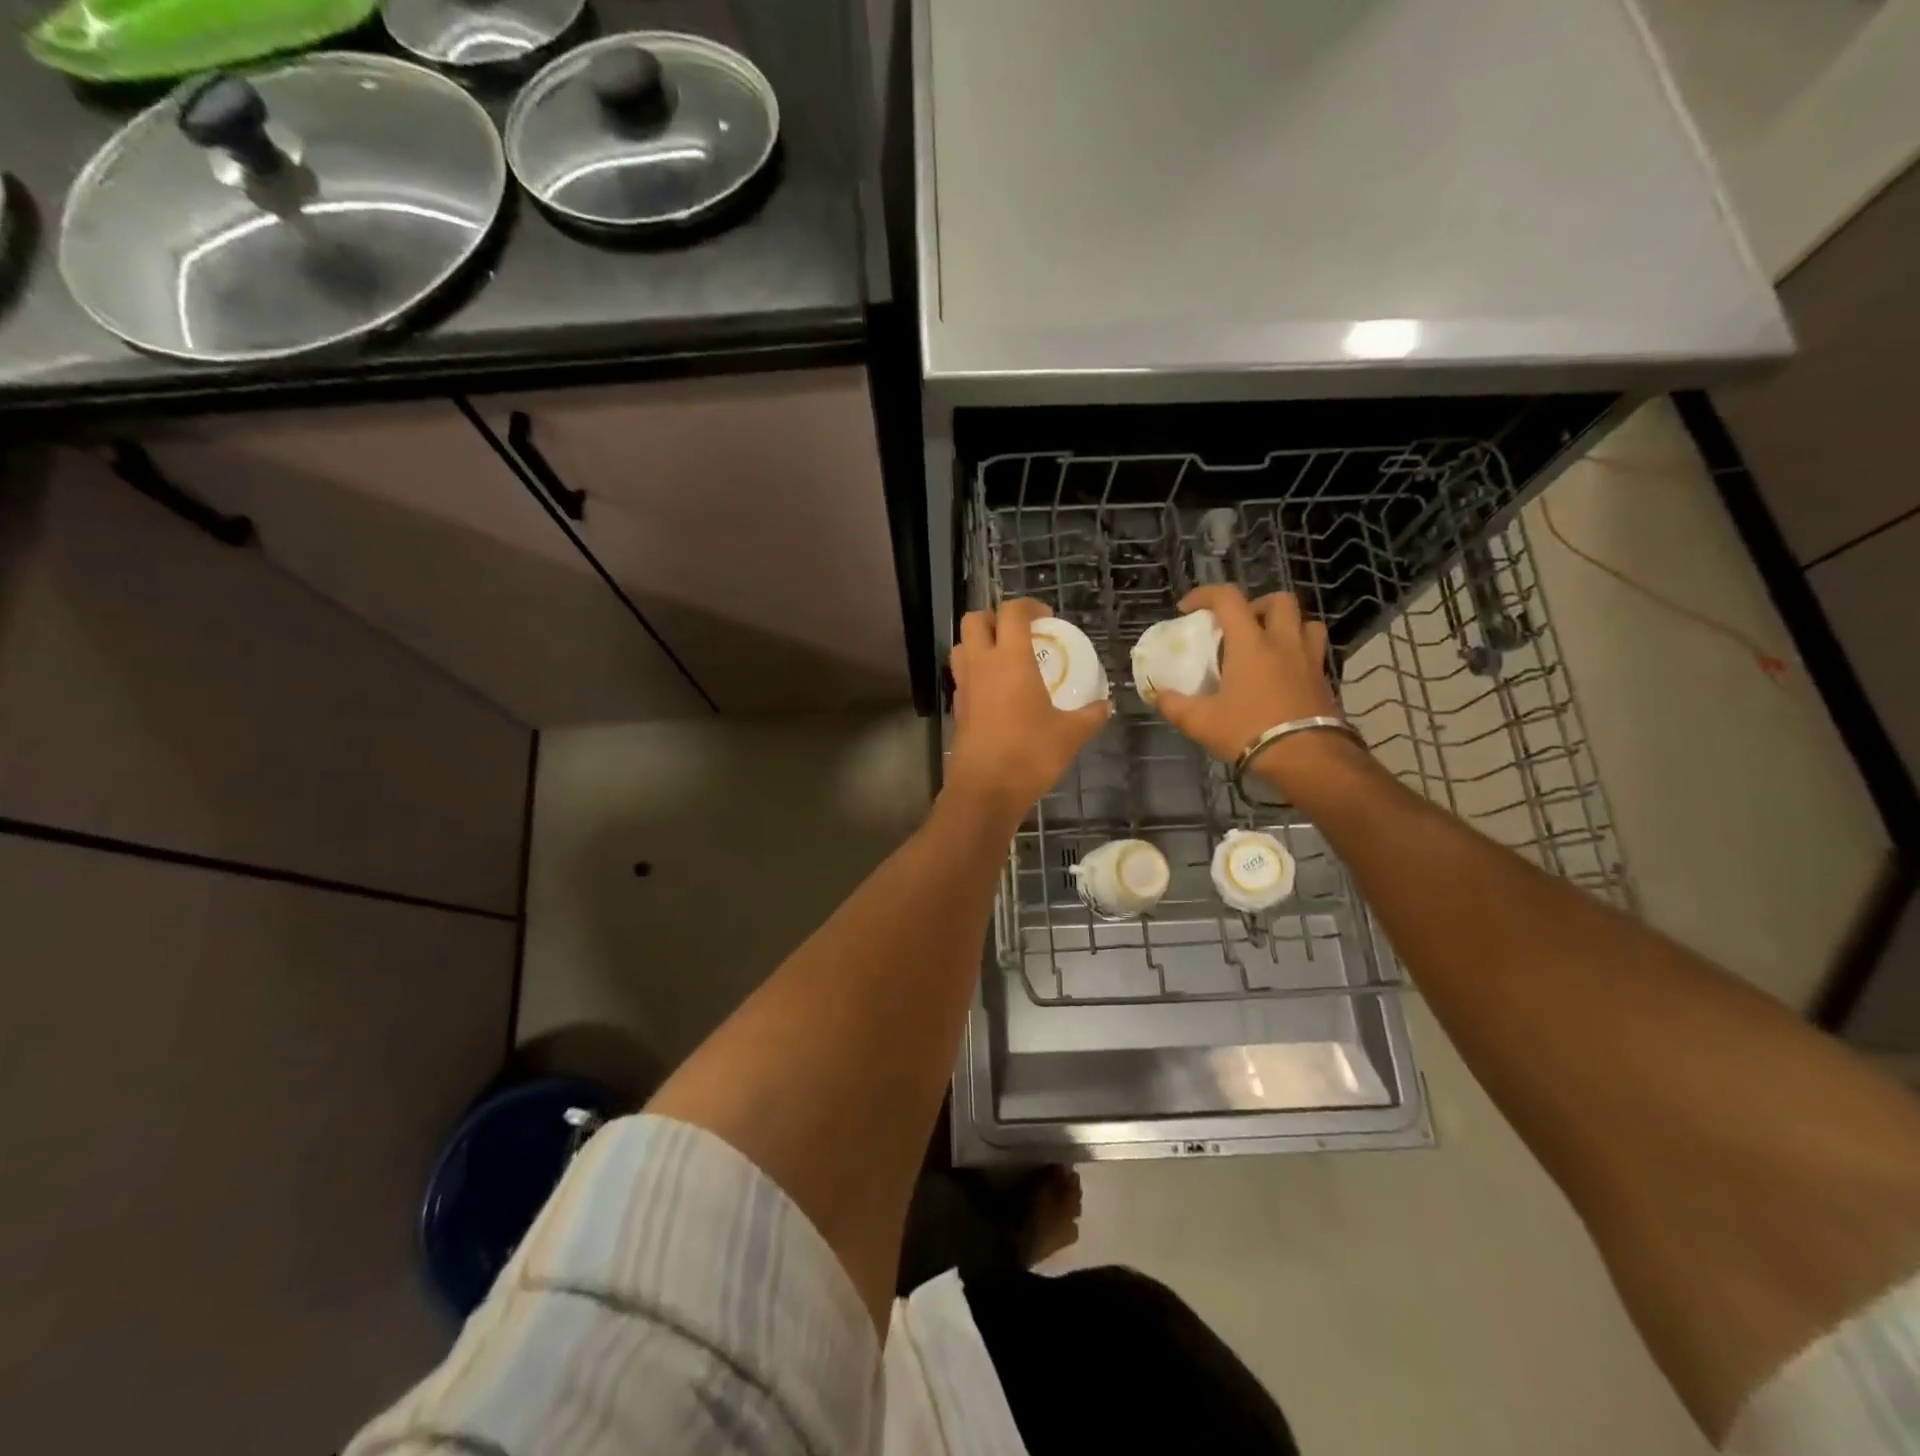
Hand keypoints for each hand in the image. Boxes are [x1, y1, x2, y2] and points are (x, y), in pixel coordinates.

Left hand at [947, 599, 1109, 820]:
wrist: (985, 790)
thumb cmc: (1029, 754)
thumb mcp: (1070, 735)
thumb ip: (1091, 716)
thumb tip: (1105, 707)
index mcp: (1010, 659)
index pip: (1012, 612)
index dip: (1028, 606)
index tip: (1045, 617)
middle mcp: (981, 665)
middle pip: (974, 620)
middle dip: (995, 618)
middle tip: (1019, 634)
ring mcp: (964, 686)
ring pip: (962, 647)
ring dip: (980, 644)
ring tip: (1006, 660)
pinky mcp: (957, 708)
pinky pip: (962, 677)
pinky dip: (977, 674)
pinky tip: (998, 694)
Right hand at [1154, 587, 1361, 792]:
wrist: (1308, 759)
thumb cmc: (1249, 731)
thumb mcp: (1201, 722)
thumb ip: (1174, 705)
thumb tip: (1158, 694)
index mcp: (1251, 644)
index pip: (1228, 599)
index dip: (1205, 595)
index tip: (1188, 609)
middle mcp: (1283, 643)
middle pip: (1278, 601)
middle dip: (1256, 606)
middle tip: (1238, 627)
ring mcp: (1309, 661)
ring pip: (1306, 623)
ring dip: (1286, 627)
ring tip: (1267, 647)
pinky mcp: (1324, 681)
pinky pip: (1314, 654)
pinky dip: (1297, 655)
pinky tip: (1282, 677)